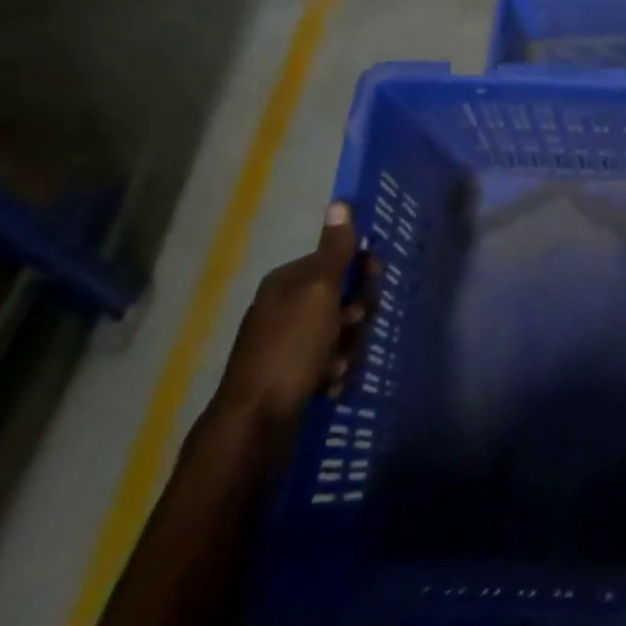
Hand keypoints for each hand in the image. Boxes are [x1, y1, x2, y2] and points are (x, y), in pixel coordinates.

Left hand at [212, 202, 372, 438]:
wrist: (256, 423)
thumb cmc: (291, 348)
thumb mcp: (318, 291)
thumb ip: (335, 250)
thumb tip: (340, 201)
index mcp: (290, 281)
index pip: (340, 260)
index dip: (362, 273)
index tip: (369, 289)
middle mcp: (288, 306)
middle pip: (345, 298)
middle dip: (356, 316)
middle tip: (350, 329)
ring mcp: (289, 342)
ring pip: (343, 333)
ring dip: (349, 349)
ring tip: (336, 368)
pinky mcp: (293, 374)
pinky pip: (332, 362)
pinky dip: (336, 373)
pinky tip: (330, 386)